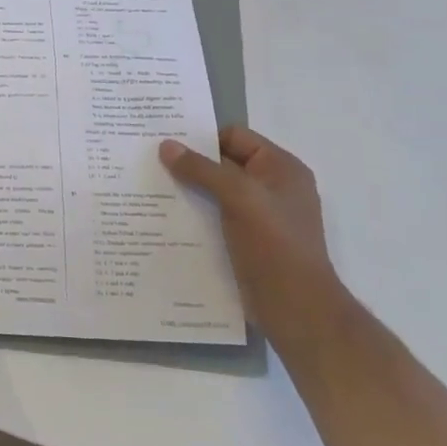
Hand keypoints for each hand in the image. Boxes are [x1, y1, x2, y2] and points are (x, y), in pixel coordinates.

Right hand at [159, 127, 351, 346]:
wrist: (297, 308)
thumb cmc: (275, 245)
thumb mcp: (239, 197)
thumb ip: (202, 169)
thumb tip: (166, 145)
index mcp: (281, 168)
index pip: (235, 136)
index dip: (202, 138)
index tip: (165, 144)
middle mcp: (272, 187)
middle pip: (223, 163)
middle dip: (190, 164)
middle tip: (150, 164)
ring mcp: (260, 215)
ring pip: (216, 192)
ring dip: (188, 191)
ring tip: (151, 190)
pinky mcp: (248, 241)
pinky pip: (215, 216)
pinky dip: (194, 214)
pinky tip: (166, 219)